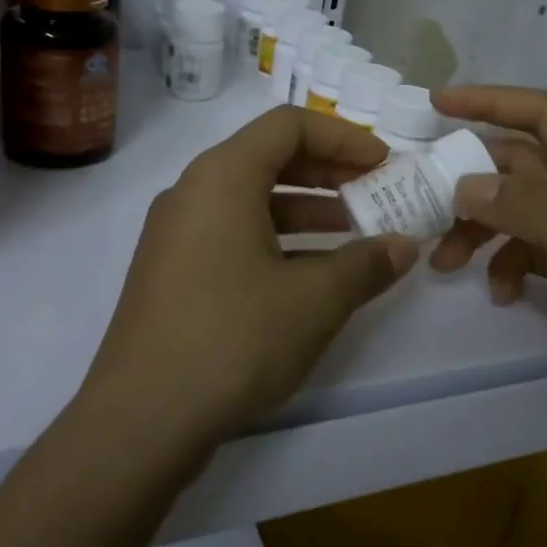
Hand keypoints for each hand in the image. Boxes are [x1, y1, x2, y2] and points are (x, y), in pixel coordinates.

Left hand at [82, 106, 419, 451]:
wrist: (142, 420)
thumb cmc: (233, 339)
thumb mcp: (314, 300)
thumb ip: (366, 264)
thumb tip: (404, 246)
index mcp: (222, 177)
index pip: (289, 125)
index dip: (344, 138)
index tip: (384, 164)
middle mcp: (193, 192)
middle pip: (269, 158)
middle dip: (329, 173)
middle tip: (376, 194)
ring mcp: (176, 235)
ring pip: (251, 201)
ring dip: (307, 210)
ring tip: (356, 235)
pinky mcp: (172, 274)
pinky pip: (232, 235)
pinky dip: (277, 241)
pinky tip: (312, 275)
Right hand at [429, 85, 546, 420]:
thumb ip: (531, 211)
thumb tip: (464, 184)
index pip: (542, 115)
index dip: (490, 101)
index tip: (437, 103)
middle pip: (516, 164)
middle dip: (469, 181)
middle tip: (422, 202)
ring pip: (511, 209)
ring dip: (475, 230)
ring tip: (444, 263)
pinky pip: (521, 250)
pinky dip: (502, 266)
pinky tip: (501, 294)